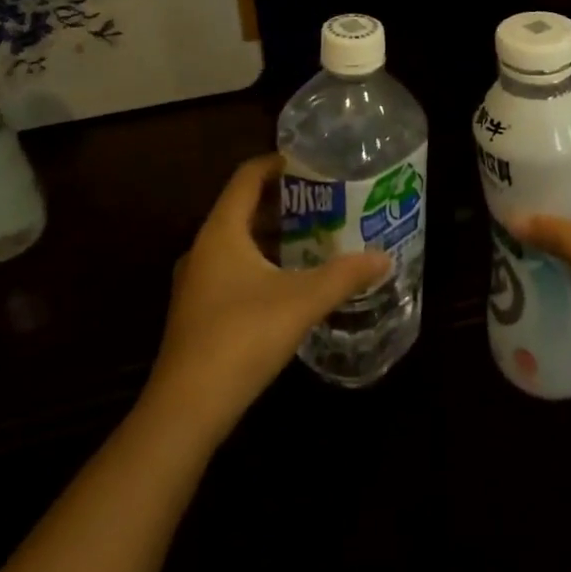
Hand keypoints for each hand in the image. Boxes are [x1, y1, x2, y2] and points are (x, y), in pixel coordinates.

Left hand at [147, 154, 389, 441]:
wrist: (186, 410)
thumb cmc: (241, 337)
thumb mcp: (301, 302)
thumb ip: (344, 276)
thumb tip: (384, 257)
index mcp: (221, 231)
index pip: (247, 177)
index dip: (277, 162)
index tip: (311, 161)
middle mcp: (203, 247)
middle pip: (242, 207)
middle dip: (282, 200)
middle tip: (322, 199)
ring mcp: (196, 281)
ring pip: (236, 241)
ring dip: (271, 233)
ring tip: (312, 235)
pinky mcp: (198, 310)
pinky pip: (231, 267)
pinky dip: (259, 261)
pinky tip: (288, 280)